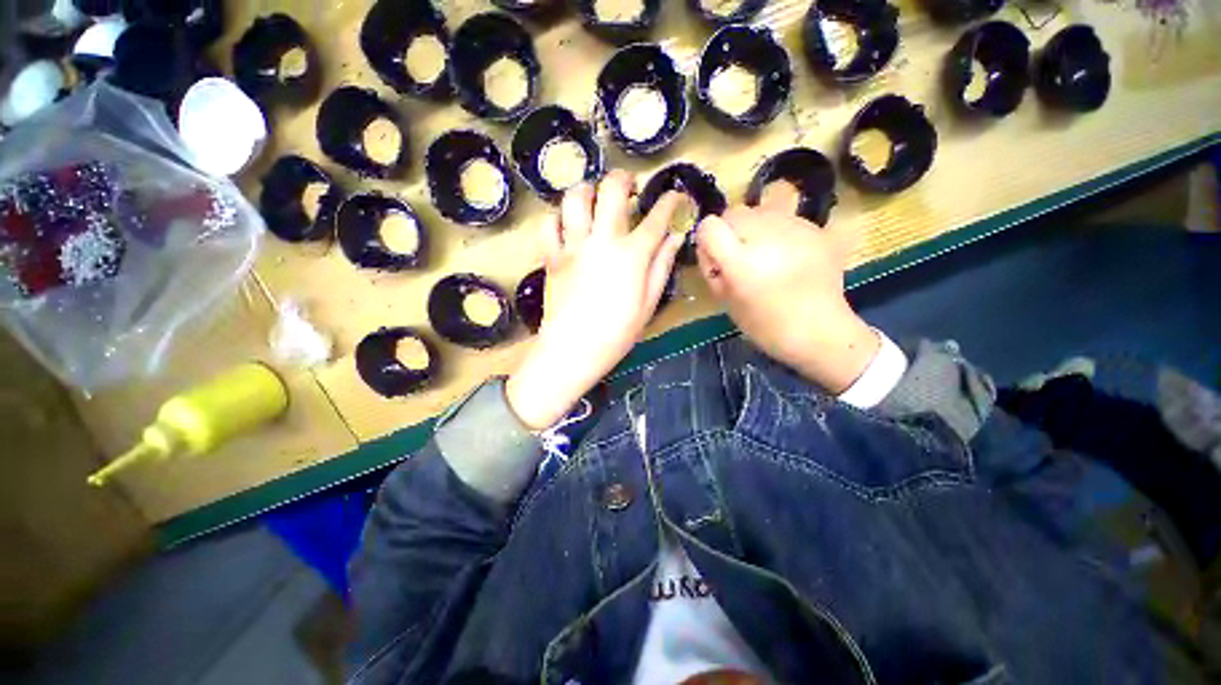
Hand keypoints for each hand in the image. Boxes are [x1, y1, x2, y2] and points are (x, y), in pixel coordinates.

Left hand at [507, 171, 686, 429]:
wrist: (573, 350)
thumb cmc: (616, 333)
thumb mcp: (648, 303)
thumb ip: (661, 266)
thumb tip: (675, 237)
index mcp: (631, 255)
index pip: (656, 218)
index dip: (669, 201)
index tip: (674, 194)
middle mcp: (602, 241)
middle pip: (611, 191)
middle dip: (623, 179)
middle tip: (629, 186)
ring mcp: (573, 247)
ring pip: (575, 198)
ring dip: (587, 189)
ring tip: (594, 197)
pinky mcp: (551, 257)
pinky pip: (548, 225)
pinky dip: (557, 218)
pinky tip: (566, 224)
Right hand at [695, 190, 878, 393]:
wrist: (820, 331)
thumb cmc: (765, 325)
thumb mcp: (726, 301)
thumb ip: (712, 269)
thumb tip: (707, 246)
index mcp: (741, 262)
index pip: (710, 226)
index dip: (707, 238)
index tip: (714, 255)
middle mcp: (767, 236)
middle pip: (735, 212)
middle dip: (731, 231)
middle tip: (740, 257)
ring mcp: (796, 229)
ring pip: (761, 211)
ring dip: (755, 229)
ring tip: (766, 256)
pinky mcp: (816, 229)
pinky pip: (785, 218)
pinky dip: (778, 232)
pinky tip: (787, 256)